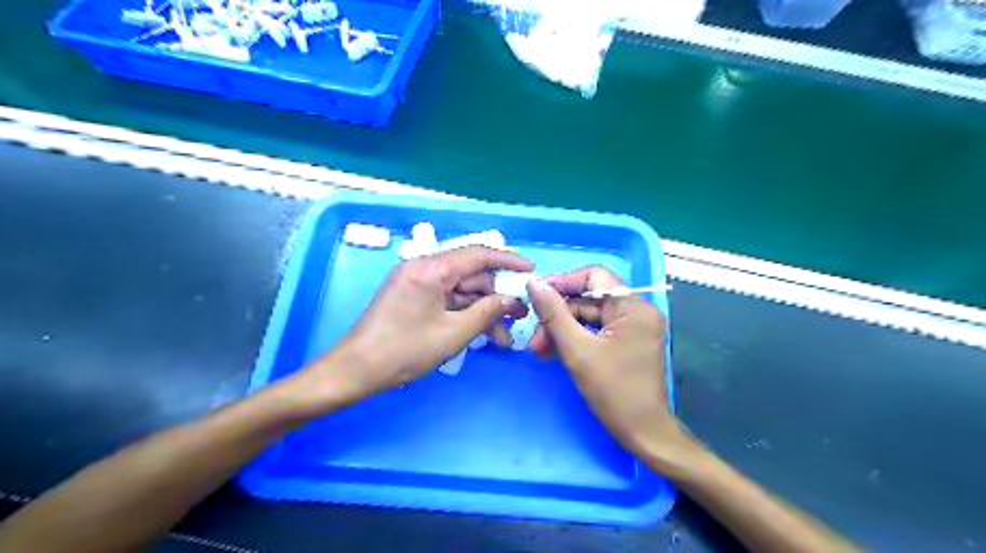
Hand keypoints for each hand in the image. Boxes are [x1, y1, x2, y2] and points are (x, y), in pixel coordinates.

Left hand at [305, 244, 531, 407]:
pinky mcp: (412, 297)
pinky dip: (463, 314)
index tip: (530, 270)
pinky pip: (446, 299)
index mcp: (430, 268)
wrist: (356, 370)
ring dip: (481, 310)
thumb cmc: (405, 350)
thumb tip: (510, 300)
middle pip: (470, 275)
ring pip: (460, 291)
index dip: (508, 261)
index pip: (478, 254)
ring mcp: (416, 282)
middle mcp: (423, 267)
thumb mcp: (453, 333)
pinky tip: (481, 333)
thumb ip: (487, 312)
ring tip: (503, 337)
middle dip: (496, 296)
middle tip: (519, 317)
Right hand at [522, 265, 690, 463]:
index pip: (594, 276)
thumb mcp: (577, 350)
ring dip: (563, 329)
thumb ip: (554, 314)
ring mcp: (633, 327)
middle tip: (535, 337)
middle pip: (589, 299)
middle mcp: (637, 311)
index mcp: (634, 307)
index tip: (536, 296)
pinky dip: (575, 338)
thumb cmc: (613, 392)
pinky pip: (596, 330)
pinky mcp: (627, 342)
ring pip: (589, 316)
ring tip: (540, 349)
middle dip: (559, 315)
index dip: (563, 283)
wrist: (643, 434)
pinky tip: (554, 351)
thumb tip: (534, 284)